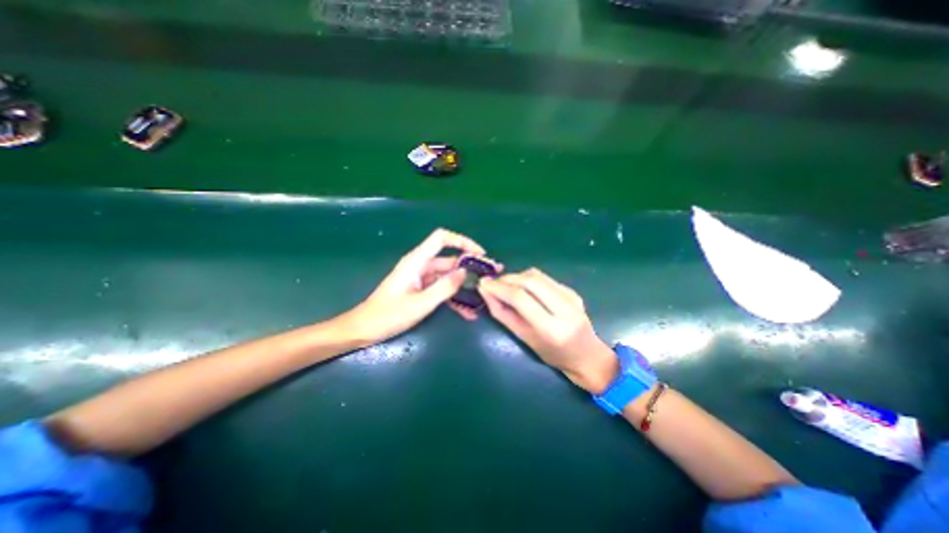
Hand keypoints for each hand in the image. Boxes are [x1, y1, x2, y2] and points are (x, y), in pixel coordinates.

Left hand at [339, 228, 489, 345]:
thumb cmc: (388, 315)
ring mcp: (422, 278)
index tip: (480, 254)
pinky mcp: (421, 289)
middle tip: (489, 278)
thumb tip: (465, 272)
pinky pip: (442, 289)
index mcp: (417, 261)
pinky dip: (454, 297)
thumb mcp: (420, 304)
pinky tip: (467, 311)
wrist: (364, 329)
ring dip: (464, 286)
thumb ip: (444, 287)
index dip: (462, 241)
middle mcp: (421, 265)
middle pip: (450, 259)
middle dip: (470, 267)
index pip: (442, 238)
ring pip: (448, 277)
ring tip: (482, 297)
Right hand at [479, 268, 620, 393]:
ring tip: (505, 285)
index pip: (520, 298)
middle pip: (530, 280)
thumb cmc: (553, 355)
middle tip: (493, 283)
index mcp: (552, 328)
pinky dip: (528, 279)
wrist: (587, 355)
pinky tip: (523, 288)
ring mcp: (571, 296)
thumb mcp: (525, 338)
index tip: (483, 283)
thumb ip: (503, 314)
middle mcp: (565, 308)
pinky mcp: (572, 290)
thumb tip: (486, 292)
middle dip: (506, 278)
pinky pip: (545, 278)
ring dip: (516, 276)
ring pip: (537, 275)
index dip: (499, 288)